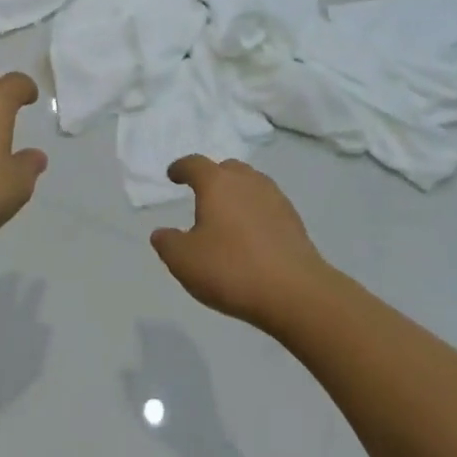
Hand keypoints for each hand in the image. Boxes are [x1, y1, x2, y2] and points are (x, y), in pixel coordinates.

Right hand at [149, 156, 327, 328]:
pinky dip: (255, 212)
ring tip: (227, 215)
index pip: (195, 164)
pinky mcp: (293, 220)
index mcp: (217, 183)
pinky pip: (267, 205)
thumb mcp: (184, 261)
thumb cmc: (232, 269)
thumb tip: (161, 233)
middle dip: (212, 177)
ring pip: (250, 184)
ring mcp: (274, 198)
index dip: (181, 168)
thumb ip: (167, 243)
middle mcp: (247, 181)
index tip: (173, 175)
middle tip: (202, 195)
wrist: (295, 292)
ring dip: (236, 193)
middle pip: (227, 168)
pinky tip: (251, 235)